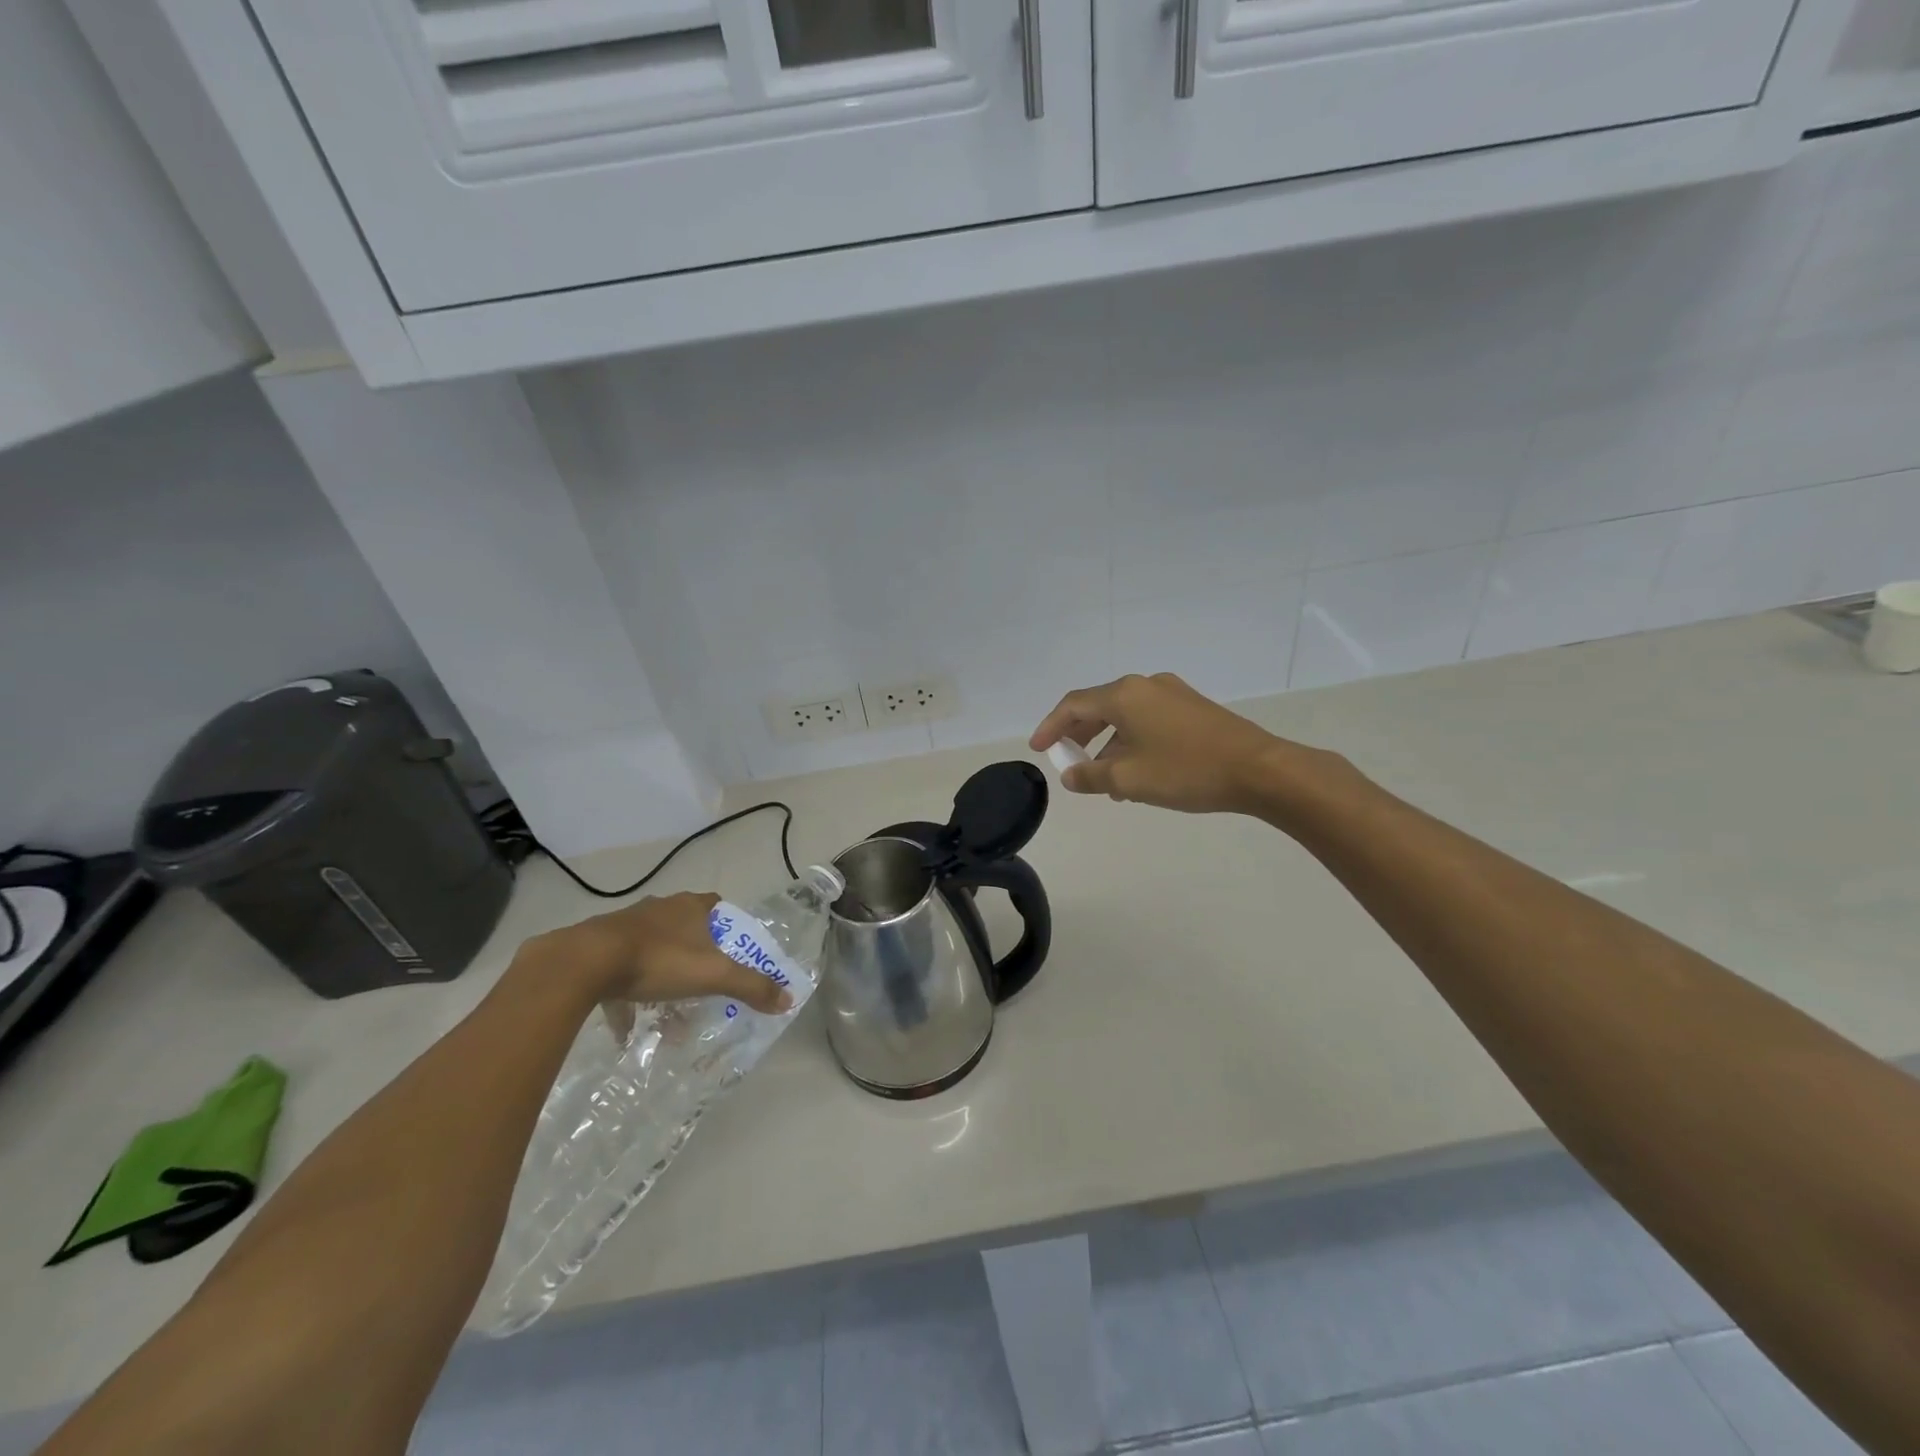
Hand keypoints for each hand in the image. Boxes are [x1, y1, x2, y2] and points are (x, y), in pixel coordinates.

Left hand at [526, 892, 792, 1015]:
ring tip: (667, 1011)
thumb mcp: (713, 976)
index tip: (731, 951)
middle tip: (702, 982)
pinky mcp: (597, 946)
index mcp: (690, 907)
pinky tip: (627, 1027)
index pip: (716, 905)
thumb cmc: (659, 960)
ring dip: (661, 975)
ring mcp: (625, 925)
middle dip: (694, 954)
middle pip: (684, 928)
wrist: (584, 962)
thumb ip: (752, 987)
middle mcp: (659, 909)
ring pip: (652, 948)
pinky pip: (619, 971)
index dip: (726, 926)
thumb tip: (788, 999)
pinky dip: (626, 996)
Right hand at [1030, 672, 1315, 815]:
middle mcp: (1145, 685)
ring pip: (1125, 715)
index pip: (1073, 705)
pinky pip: (1148, 720)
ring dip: (1107, 743)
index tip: (1038, 750)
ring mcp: (1172, 694)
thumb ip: (1090, 776)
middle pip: (1099, 706)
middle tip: (1067, 760)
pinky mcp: (1193, 708)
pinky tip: (1137, 772)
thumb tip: (1071, 774)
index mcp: (1124, 695)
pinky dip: (1132, 741)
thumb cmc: (1185, 771)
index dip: (1050, 727)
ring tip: (1104, 780)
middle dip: (1078, 734)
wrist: (1259, 770)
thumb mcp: (1128, 780)